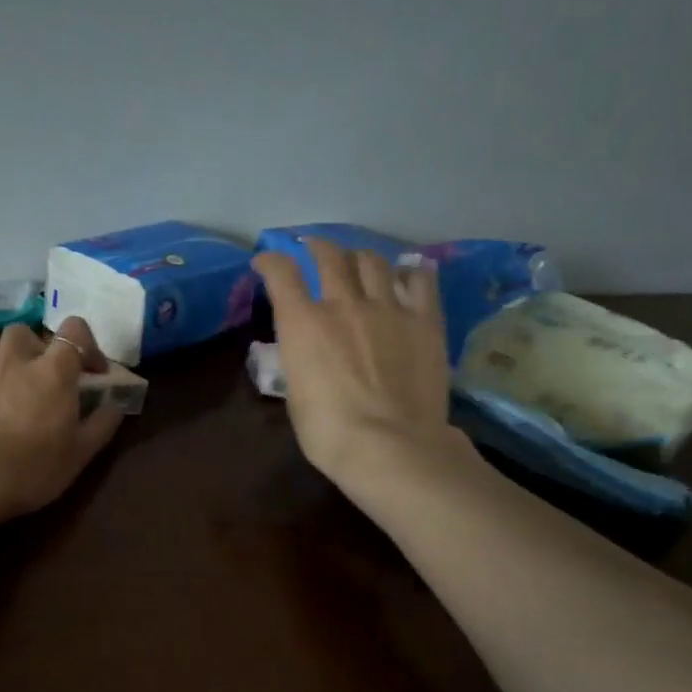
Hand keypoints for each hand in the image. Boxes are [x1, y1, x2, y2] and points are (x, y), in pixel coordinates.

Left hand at [0, 316, 125, 522]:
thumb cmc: (33, 468)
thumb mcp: (81, 454)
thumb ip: (102, 424)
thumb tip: (114, 406)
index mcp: (52, 371)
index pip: (74, 330)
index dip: (86, 344)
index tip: (92, 372)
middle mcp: (13, 360)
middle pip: (24, 332)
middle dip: (34, 348)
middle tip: (40, 376)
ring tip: (3, 382)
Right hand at [251, 239, 468, 499]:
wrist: (390, 445)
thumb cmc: (329, 432)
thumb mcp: (295, 394)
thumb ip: (300, 361)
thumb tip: (307, 353)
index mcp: (302, 324)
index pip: (281, 274)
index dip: (270, 261)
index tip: (265, 260)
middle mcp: (343, 304)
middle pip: (329, 256)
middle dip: (317, 246)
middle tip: (313, 248)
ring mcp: (388, 308)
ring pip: (373, 261)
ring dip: (359, 255)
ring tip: (358, 259)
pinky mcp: (425, 320)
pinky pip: (420, 281)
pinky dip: (409, 272)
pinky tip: (408, 273)